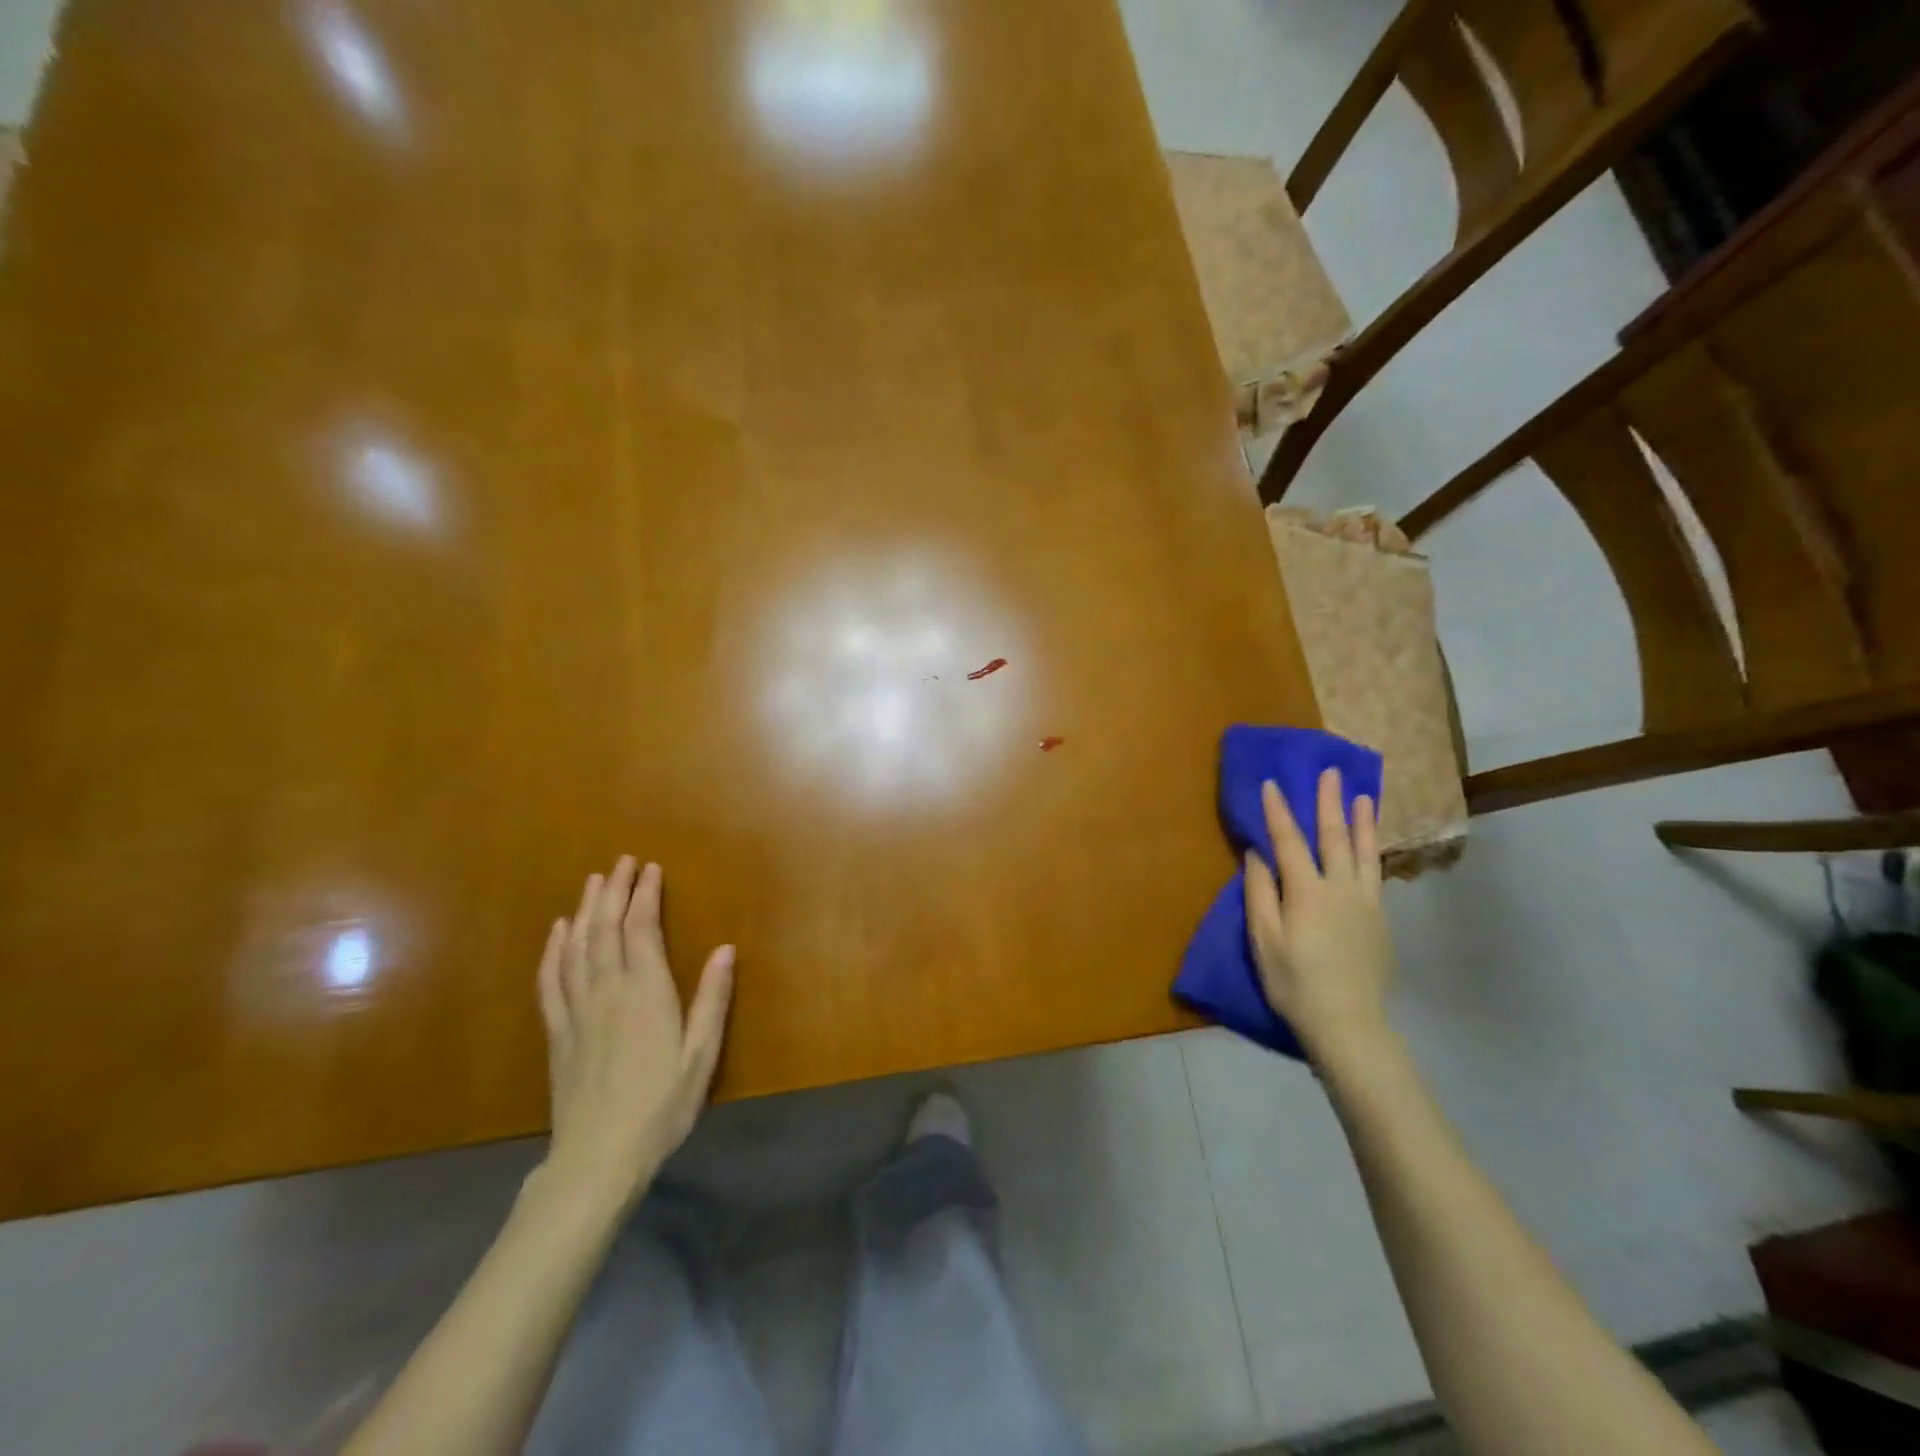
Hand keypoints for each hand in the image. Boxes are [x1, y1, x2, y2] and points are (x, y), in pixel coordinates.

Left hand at [534, 856, 734, 1210]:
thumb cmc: (662, 1106)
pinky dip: (554, 950)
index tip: (650, 868)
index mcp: (647, 994)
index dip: (645, 895)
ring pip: (577, 947)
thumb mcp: (701, 1055)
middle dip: (614, 891)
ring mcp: (577, 1011)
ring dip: (586, 910)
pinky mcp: (557, 1033)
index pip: (642, 930)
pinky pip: (551, 980)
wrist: (598, 1158)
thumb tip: (725, 948)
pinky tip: (558, 932)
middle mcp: (608, 991)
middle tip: (621, 862)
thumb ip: (712, 1000)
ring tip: (593, 881)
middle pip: (606, 930)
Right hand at [1244, 769, 1393, 1061]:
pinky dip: (1372, 852)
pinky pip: (1374, 875)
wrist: (1348, 1024)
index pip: (1289, 842)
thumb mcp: (1264, 941)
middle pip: (1333, 837)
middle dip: (1328, 803)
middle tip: (1330, 773)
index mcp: (1307, 892)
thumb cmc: (1294, 983)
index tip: (1272, 783)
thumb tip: (1257, 854)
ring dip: (1361, 822)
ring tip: (1362, 796)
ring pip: (1364, 853)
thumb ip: (1260, 893)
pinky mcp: (1380, 920)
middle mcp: (1340, 888)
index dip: (1278, 811)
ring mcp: (1366, 903)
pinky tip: (1370, 847)